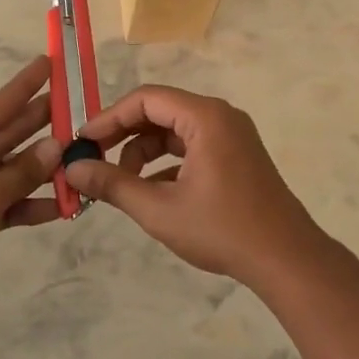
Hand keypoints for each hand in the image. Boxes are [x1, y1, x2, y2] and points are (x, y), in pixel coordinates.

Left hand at [0, 57, 61, 317]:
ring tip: (79, 156)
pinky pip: (3, 200)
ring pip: (6, 170)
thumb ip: (23, 171)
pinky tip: (63, 205)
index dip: (24, 87)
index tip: (49, 63)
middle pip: (2, 136)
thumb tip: (57, 146)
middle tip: (76, 107)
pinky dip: (28, 203)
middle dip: (38, 126)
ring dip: (40, 170)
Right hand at [65, 85, 328, 284]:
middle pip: (159, 111)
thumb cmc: (221, 230)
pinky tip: (152, 192)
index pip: (145, 99)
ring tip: (122, 183)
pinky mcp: (237, 155)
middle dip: (124, 135)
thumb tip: (72, 168)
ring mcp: (232, 135)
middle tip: (93, 159)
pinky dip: (167, 163)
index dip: (109, 118)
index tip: (82, 141)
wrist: (286, 259)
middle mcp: (220, 116)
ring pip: (175, 131)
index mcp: (205, 117)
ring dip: (144, 152)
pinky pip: (192, 146)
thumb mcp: (158, 209)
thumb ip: (113, 184)